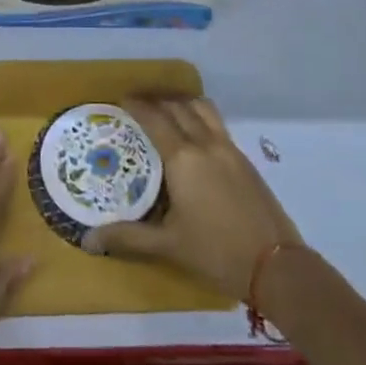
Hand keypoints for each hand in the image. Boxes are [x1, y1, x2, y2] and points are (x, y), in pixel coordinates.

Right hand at [81, 96, 301, 301]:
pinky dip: (200, 116)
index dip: (137, 105)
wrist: (276, 266)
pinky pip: (217, 123)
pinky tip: (195, 134)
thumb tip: (89, 240)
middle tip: (139, 103)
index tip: (122, 99)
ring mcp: (229, 148)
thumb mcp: (168, 245)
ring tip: (167, 109)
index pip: (155, 119)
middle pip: (178, 107)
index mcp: (183, 158)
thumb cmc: (216, 253)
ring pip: (202, 109)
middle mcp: (205, 143)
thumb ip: (128, 237)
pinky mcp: (245, 159)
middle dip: (157, 99)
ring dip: (181, 102)